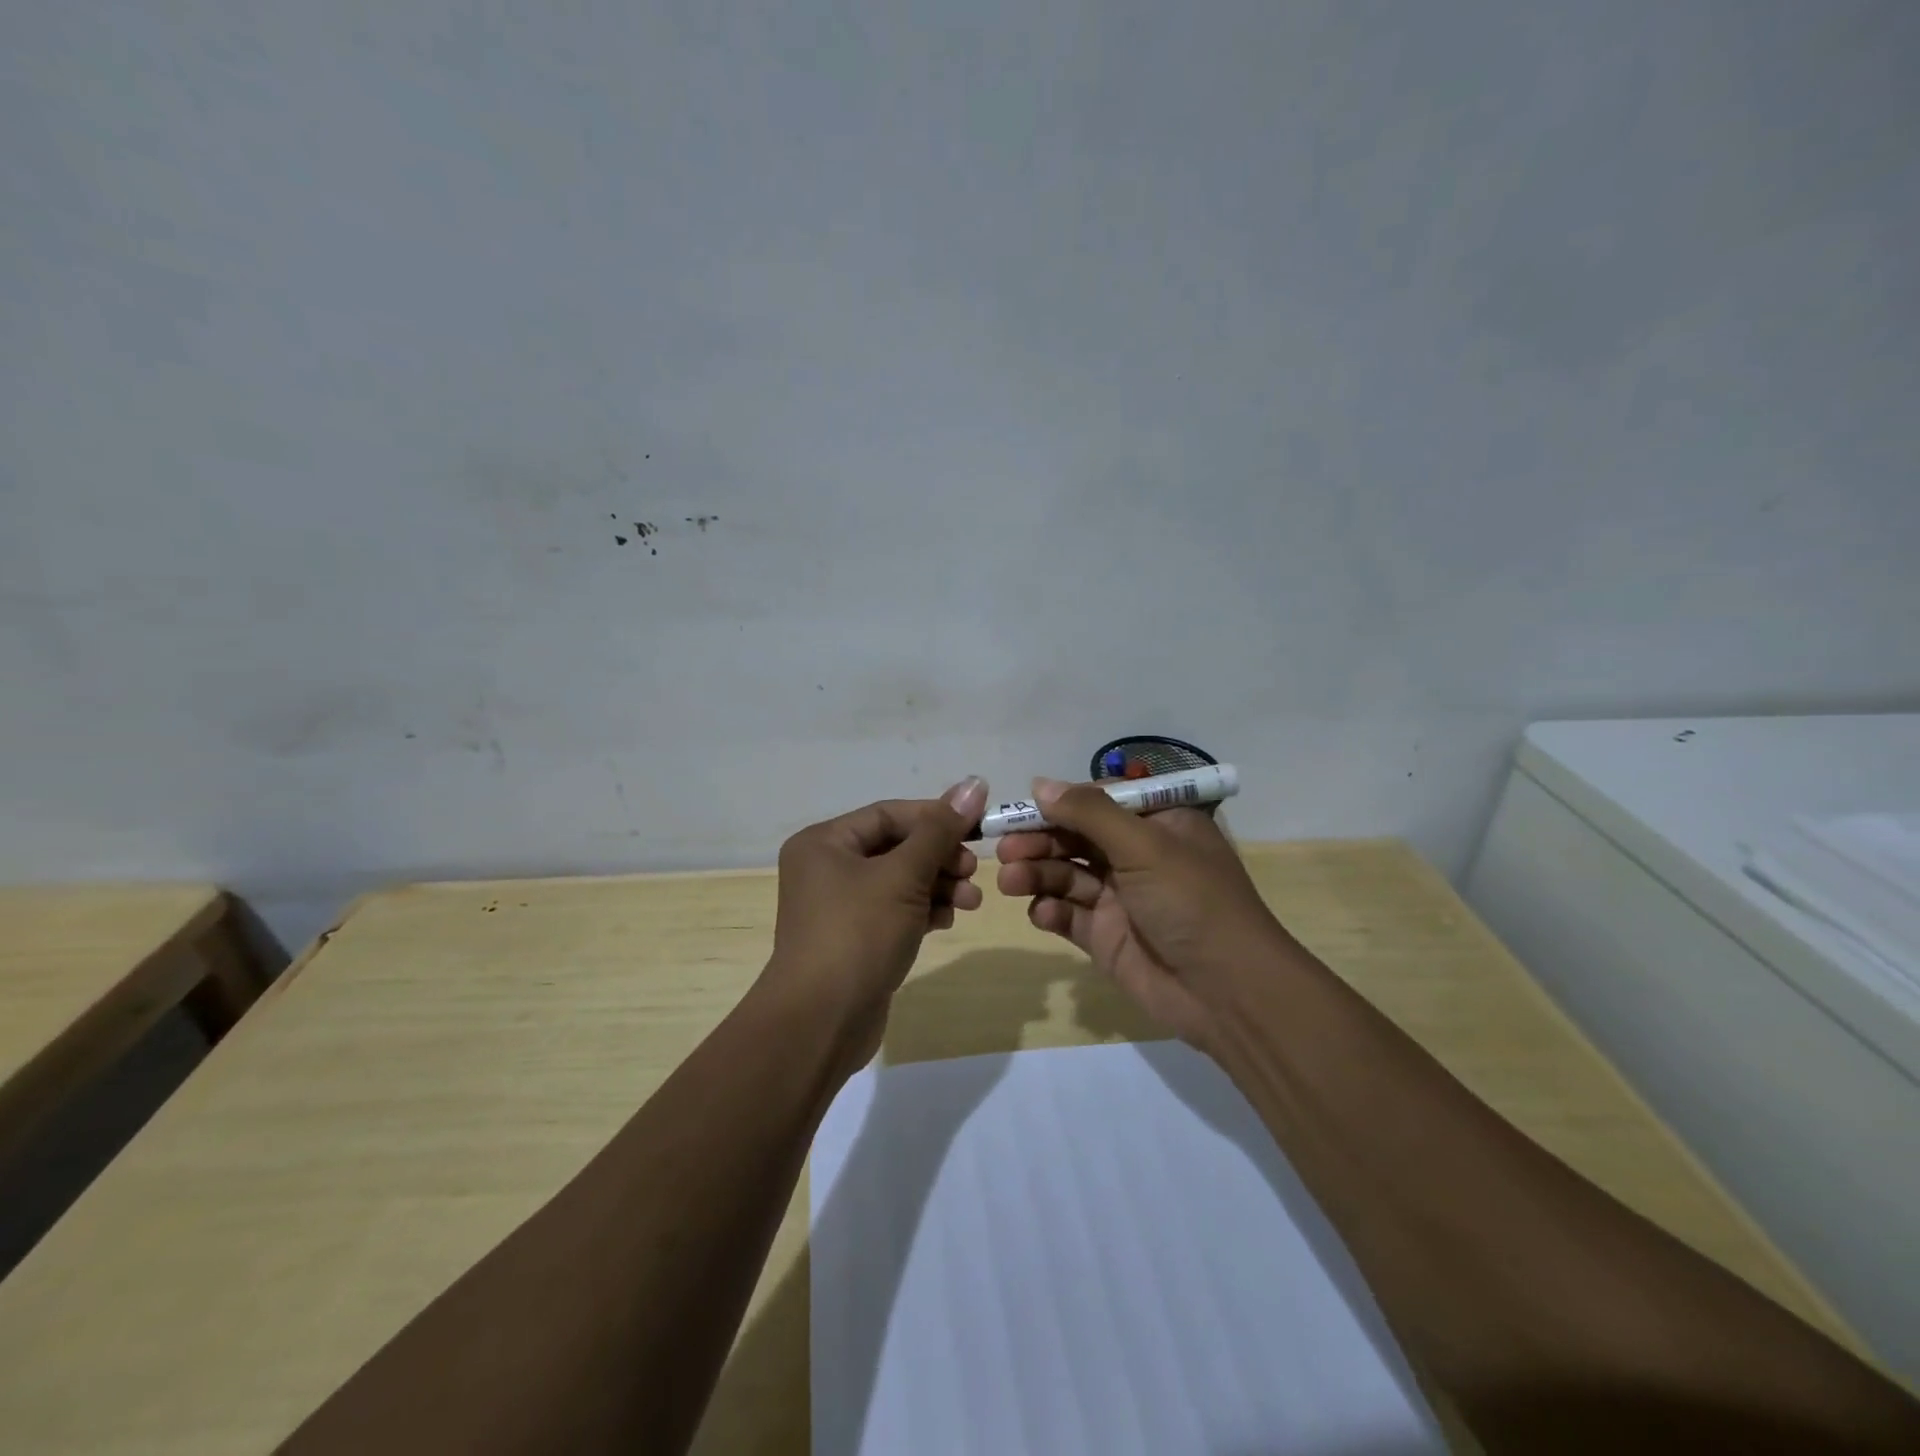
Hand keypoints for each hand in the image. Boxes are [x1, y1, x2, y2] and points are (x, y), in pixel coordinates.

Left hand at [762, 777, 989, 1061]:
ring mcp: (839, 906)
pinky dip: (923, 910)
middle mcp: (827, 867)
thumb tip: (974, 783)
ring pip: (899, 880)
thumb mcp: (903, 876)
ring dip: (938, 885)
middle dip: (939, 857)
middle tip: (973, 871)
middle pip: (896, 847)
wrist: (821, 1022)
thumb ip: (940, 830)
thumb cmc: (858, 934)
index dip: (936, 817)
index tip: (978, 828)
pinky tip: (948, 919)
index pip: (889, 814)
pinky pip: (895, 910)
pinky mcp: (855, 938)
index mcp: (825, 842)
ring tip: (972, 901)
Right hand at [995, 778, 1290, 1048]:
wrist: (1226, 992)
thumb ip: (1089, 813)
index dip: (1060, 803)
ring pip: (1067, 874)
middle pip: (1076, 837)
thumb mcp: (1144, 845)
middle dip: (1040, 840)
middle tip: (1004, 849)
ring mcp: (1121, 897)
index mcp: (1158, 823)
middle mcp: (1138, 855)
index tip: (1022, 808)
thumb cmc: (1191, 901)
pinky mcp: (1106, 936)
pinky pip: (1069, 914)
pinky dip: (1051, 911)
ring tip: (1011, 880)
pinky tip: (1041, 913)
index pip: (1099, 801)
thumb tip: (1040, 784)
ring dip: (1037, 873)